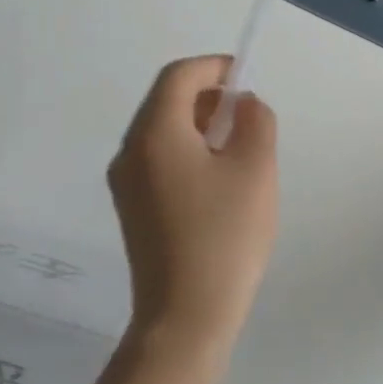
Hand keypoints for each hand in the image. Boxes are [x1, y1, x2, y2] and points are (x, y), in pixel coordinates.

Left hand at [107, 56, 279, 348]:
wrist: (186, 316)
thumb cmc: (225, 234)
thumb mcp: (256, 168)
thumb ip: (256, 120)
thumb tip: (242, 104)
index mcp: (155, 134)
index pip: (178, 76)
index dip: (214, 67)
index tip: (247, 79)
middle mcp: (130, 152)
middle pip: (166, 101)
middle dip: (209, 96)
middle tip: (248, 117)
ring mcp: (126, 183)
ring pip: (163, 131)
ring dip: (200, 124)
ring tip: (240, 149)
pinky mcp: (132, 208)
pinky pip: (159, 159)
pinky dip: (189, 150)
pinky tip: (219, 179)